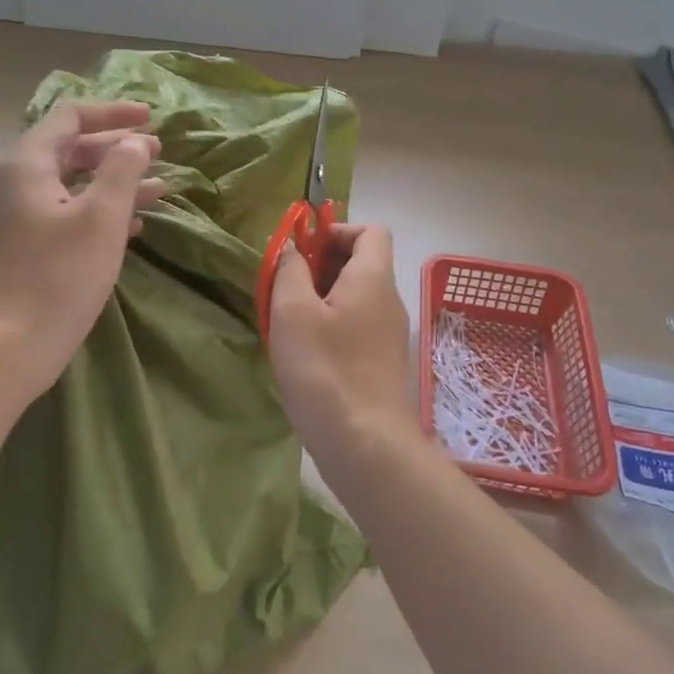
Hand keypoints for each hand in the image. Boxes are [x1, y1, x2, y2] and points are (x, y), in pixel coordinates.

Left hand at [0, 100, 167, 391]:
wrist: (9, 345)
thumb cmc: (58, 275)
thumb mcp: (101, 217)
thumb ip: (122, 170)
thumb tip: (134, 142)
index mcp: (29, 164)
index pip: (70, 117)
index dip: (113, 112)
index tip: (151, 118)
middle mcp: (21, 183)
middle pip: (73, 148)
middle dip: (117, 147)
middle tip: (158, 152)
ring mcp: (24, 217)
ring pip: (76, 183)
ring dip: (117, 181)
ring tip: (160, 186)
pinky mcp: (33, 247)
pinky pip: (73, 213)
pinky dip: (104, 210)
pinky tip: (136, 222)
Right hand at [268, 224, 415, 458]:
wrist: (364, 443)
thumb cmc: (324, 368)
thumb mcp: (292, 311)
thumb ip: (290, 270)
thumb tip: (292, 248)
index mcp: (373, 278)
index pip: (370, 230)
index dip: (336, 230)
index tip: (303, 252)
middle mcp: (389, 300)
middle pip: (360, 263)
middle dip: (320, 266)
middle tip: (285, 288)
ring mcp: (389, 334)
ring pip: (354, 298)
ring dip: (320, 299)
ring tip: (287, 323)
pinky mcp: (382, 363)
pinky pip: (355, 326)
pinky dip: (330, 327)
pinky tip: (304, 353)